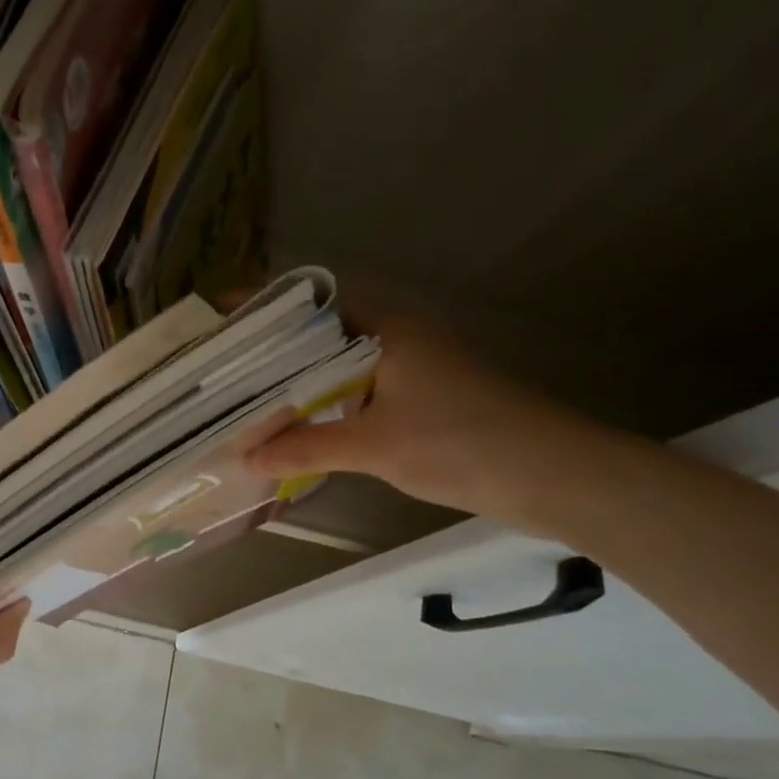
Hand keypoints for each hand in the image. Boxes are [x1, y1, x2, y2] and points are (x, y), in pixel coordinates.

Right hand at [247, 305, 611, 531]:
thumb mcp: (375, 446)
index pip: (313, 303)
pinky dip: (329, 401)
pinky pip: (361, 388)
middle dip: (276, 349)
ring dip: (302, 379)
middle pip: (323, 332)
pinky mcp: (424, 396)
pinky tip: (303, 424)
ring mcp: (414, 365)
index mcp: (387, 327)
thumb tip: (246, 455)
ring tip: (250, 395)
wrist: (555, 475)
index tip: (223, 323)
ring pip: (341, 363)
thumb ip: (307, 447)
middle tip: (225, 367)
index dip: (268, 310)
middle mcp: (398, 335)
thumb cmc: (461, 443)